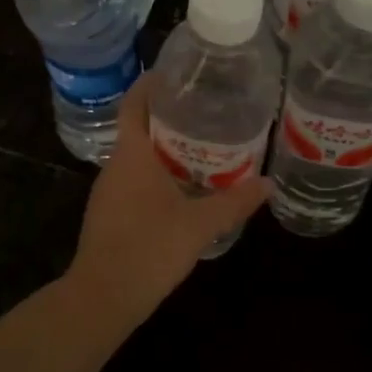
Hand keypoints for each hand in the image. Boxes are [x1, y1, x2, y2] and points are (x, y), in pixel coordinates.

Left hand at [62, 77, 271, 329]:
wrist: (103, 297)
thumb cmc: (149, 249)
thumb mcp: (199, 224)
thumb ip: (234, 202)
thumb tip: (268, 185)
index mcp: (131, 155)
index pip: (135, 103)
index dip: (152, 84)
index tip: (178, 74)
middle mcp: (115, 166)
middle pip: (139, 127)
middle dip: (170, 116)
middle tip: (207, 110)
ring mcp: (108, 192)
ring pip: (138, 157)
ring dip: (165, 148)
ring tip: (204, 146)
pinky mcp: (110, 214)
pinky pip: (135, 181)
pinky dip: (158, 175)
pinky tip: (184, 188)